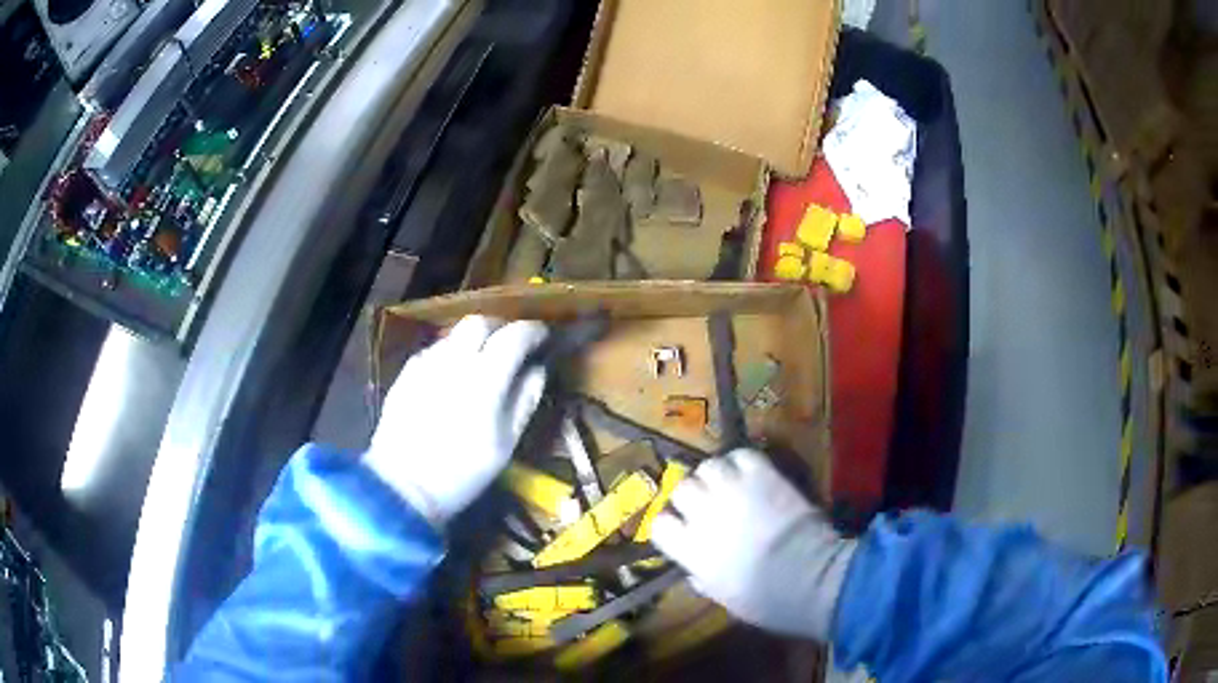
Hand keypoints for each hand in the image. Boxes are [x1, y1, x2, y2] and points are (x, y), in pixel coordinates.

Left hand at [365, 315, 547, 528]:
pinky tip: (451, 378)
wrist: (403, 486)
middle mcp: (454, 360)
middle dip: (499, 327)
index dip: (533, 330)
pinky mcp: (406, 373)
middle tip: (511, 344)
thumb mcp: (506, 443)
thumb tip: (538, 369)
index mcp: (485, 378)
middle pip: (479, 322)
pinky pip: (434, 351)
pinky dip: (450, 355)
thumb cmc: (463, 471)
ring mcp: (425, 364)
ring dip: (473, 340)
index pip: (514, 336)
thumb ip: (525, 400)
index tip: (542, 336)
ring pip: (454, 335)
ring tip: (481, 363)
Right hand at [650, 449, 856, 640]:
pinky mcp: (762, 475)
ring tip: (728, 482)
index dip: (670, 524)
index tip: (681, 528)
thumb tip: (695, 571)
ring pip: (708, 466)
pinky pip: (742, 455)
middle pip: (682, 488)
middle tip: (708, 503)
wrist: (807, 575)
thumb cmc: (764, 598)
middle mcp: (703, 514)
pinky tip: (750, 472)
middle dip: (692, 495)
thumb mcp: (723, 598)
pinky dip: (742, 461)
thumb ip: (703, 579)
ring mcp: (732, 490)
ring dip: (716, 475)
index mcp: (689, 549)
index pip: (660, 524)